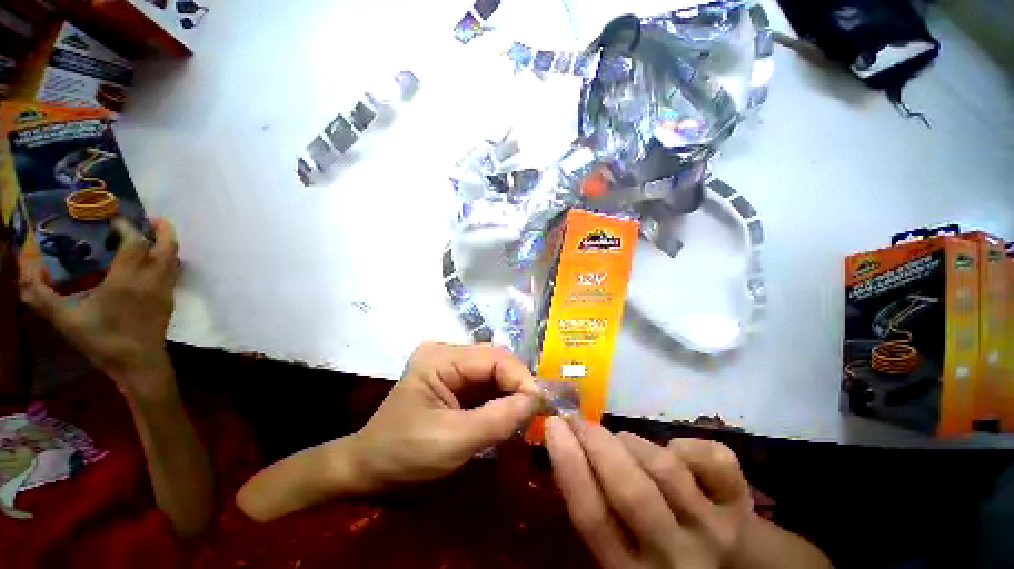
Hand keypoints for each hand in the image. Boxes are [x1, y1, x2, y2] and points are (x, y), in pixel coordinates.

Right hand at [19, 217, 179, 399]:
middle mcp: (152, 280)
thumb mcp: (66, 320)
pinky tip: (152, 261)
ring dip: (166, 243)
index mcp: (128, 279)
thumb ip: (42, 297)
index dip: (127, 227)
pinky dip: (167, 259)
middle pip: (167, 246)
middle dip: (162, 229)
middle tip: (148, 218)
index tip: (114, 219)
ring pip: (174, 259)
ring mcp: (165, 290)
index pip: (136, 242)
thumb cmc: (103, 341)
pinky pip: (173, 272)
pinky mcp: (170, 300)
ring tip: (150, 235)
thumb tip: (24, 273)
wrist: (139, 363)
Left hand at [351, 342, 539, 488]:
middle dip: (519, 383)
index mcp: (440, 358)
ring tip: (527, 413)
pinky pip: (487, 383)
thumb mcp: (452, 441)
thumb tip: (537, 401)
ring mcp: (451, 365)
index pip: (494, 357)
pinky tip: (510, 412)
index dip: (521, 378)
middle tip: (537, 410)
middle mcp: (447, 353)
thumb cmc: (404, 456)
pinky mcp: (454, 380)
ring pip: (495, 371)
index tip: (541, 406)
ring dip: (513, 391)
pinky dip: (502, 397)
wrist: (370, 471)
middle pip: (496, 360)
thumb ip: (498, 419)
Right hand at [545, 417, 752, 568]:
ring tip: (624, 443)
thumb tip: (566, 449)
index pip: (591, 516)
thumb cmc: (660, 554)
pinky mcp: (742, 505)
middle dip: (596, 441)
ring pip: (664, 466)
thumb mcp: (620, 546)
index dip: (568, 462)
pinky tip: (678, 456)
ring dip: (633, 442)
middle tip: (579, 420)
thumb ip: (596, 508)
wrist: (734, 568)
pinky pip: (710, 457)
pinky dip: (686, 445)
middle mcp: (675, 557)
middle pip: (629, 489)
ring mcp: (715, 531)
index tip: (553, 424)